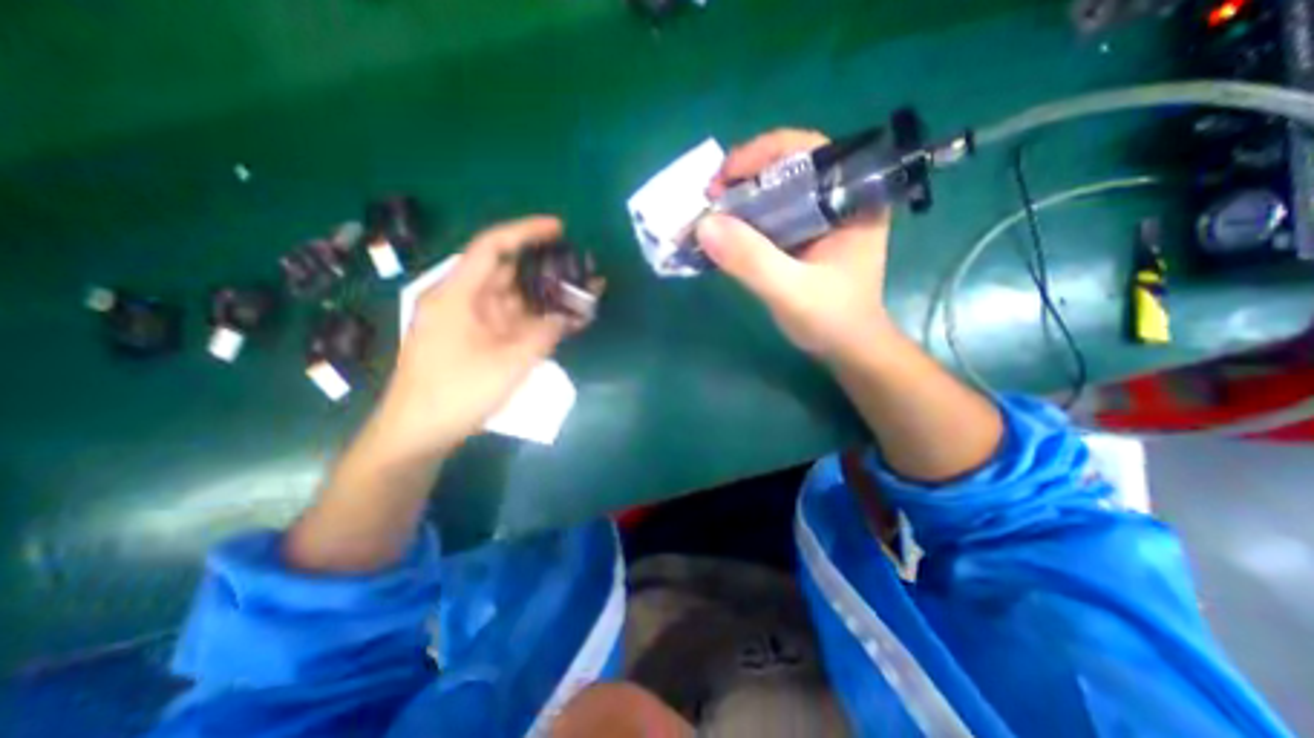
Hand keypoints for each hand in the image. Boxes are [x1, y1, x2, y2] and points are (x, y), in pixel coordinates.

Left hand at [368, 214, 594, 463]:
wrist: (419, 435)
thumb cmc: (456, 394)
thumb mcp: (508, 363)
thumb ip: (543, 334)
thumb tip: (568, 315)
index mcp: (458, 295)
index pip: (492, 247)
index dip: (526, 232)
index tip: (559, 228)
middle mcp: (464, 301)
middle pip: (508, 272)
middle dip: (545, 268)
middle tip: (580, 268)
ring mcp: (473, 322)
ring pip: (515, 299)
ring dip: (546, 297)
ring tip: (581, 294)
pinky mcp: (480, 341)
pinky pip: (514, 322)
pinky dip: (537, 320)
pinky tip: (564, 320)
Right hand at [696, 130, 891, 366]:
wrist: (848, 349)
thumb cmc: (831, 320)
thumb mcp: (790, 292)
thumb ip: (751, 260)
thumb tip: (704, 225)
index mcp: (852, 199)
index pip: (808, 151)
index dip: (762, 154)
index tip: (724, 178)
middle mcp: (838, 199)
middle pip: (788, 166)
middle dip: (745, 176)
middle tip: (711, 197)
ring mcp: (821, 218)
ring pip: (777, 190)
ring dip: (741, 197)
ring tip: (712, 213)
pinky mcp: (805, 236)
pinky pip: (772, 215)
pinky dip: (746, 219)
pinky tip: (726, 231)